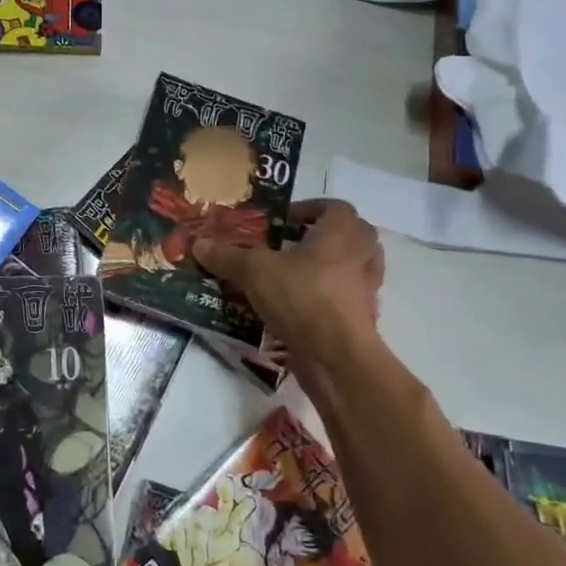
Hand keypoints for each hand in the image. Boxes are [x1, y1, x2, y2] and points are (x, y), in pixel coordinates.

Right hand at [194, 199, 385, 368]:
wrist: (335, 357)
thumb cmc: (301, 298)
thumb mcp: (254, 271)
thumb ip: (227, 256)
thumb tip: (198, 244)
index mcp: (340, 235)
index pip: (336, 207)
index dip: (312, 208)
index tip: (286, 219)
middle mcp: (360, 257)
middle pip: (355, 234)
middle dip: (327, 234)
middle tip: (296, 243)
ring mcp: (366, 290)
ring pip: (357, 267)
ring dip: (335, 264)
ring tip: (300, 272)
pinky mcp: (362, 320)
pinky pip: (350, 298)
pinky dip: (332, 297)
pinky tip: (304, 305)